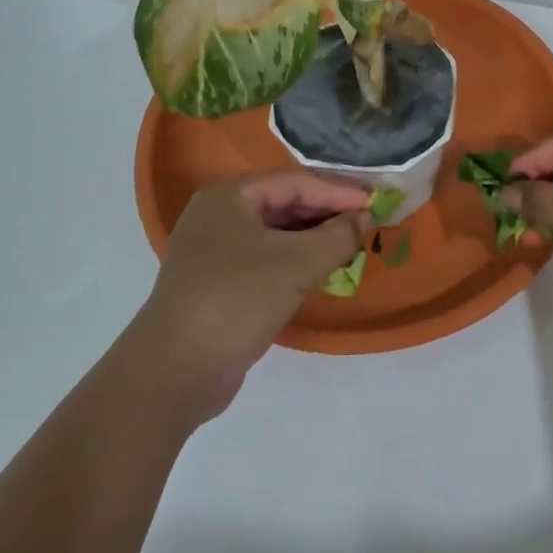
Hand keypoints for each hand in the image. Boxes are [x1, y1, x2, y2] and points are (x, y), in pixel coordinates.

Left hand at [128, 172, 370, 419]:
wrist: (175, 370)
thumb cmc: (238, 300)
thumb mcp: (297, 264)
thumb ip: (338, 237)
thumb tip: (365, 218)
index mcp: (229, 196)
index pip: (296, 182)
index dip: (339, 192)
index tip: (377, 204)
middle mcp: (218, 215)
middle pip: (284, 204)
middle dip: (327, 215)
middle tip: (368, 225)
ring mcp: (214, 251)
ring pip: (276, 234)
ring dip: (314, 240)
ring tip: (352, 247)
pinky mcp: (218, 283)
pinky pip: (266, 260)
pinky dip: (296, 262)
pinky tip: (322, 272)